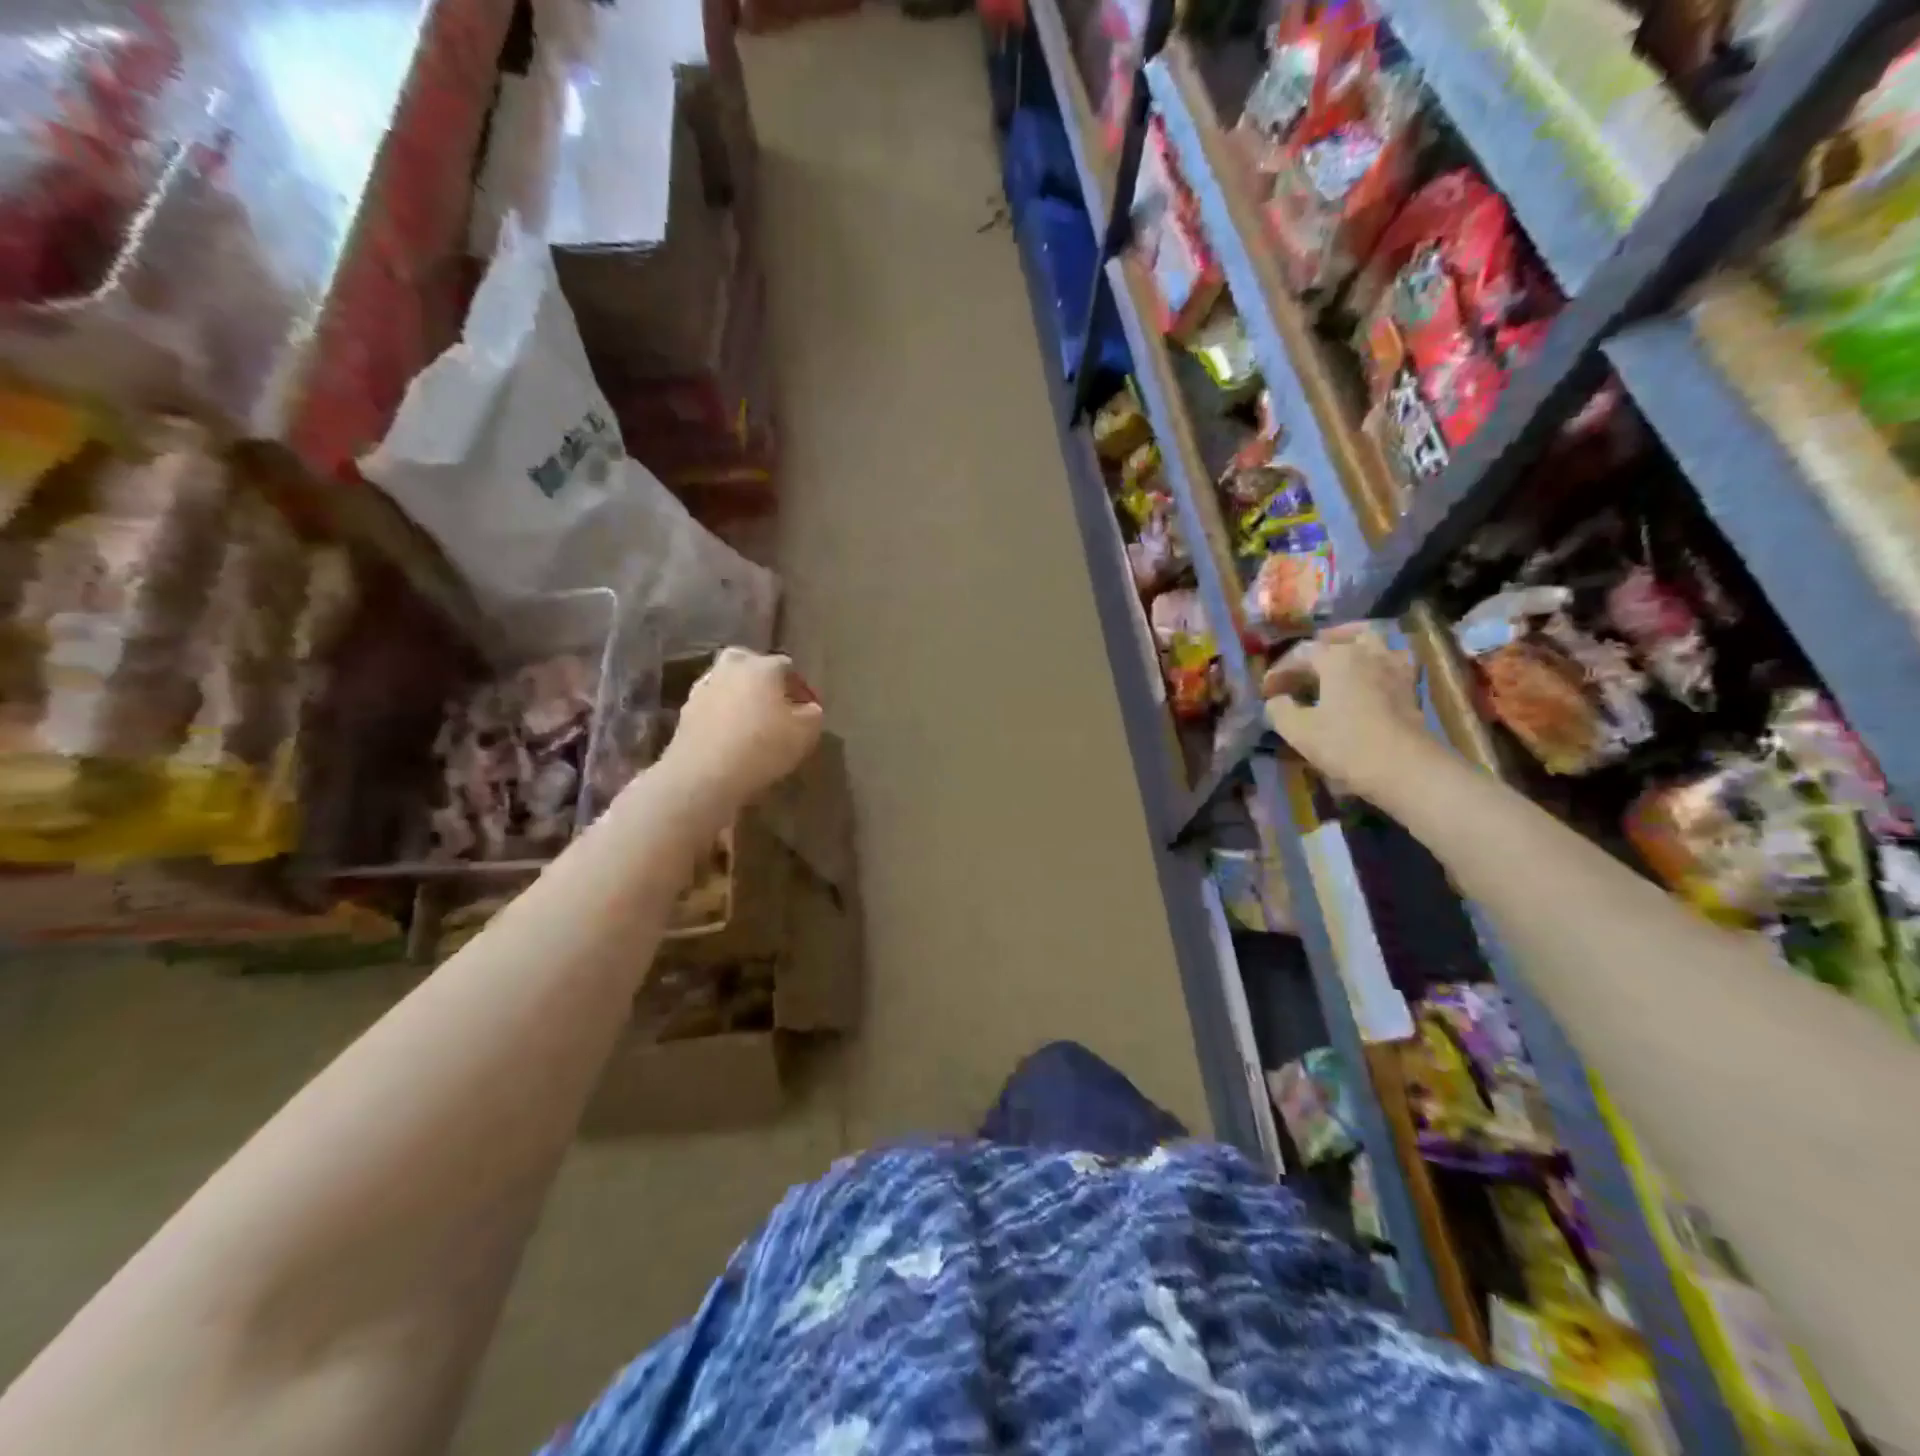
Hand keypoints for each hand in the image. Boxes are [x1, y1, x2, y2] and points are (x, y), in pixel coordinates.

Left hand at [664, 648, 824, 808]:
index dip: (800, 687)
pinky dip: (722, 715)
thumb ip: (813, 714)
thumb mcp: (806, 733)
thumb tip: (808, 708)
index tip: (807, 709)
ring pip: (729, 684)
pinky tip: (730, 736)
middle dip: (764, 680)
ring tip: (752, 723)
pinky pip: (713, 706)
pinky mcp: (685, 711)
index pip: (787, 666)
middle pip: (751, 665)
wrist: (704, 774)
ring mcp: (704, 687)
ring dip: (740, 697)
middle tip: (776, 706)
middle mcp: (731, 667)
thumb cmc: (763, 747)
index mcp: (762, 666)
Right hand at [1261, 624, 1444, 805]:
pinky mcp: (1410, 688)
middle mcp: (1366, 653)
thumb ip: (1279, 709)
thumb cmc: (1345, 744)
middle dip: (1316, 650)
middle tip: (1301, 668)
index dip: (1279, 671)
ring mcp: (1392, 668)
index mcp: (1336, 658)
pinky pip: (1392, 661)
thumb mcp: (1297, 730)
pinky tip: (1369, 676)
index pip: (1300, 654)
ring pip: (1372, 642)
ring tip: (1338, 660)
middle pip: (1339, 639)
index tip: (1266, 692)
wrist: (1404, 767)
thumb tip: (1276, 700)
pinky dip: (1378, 662)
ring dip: (1352, 646)